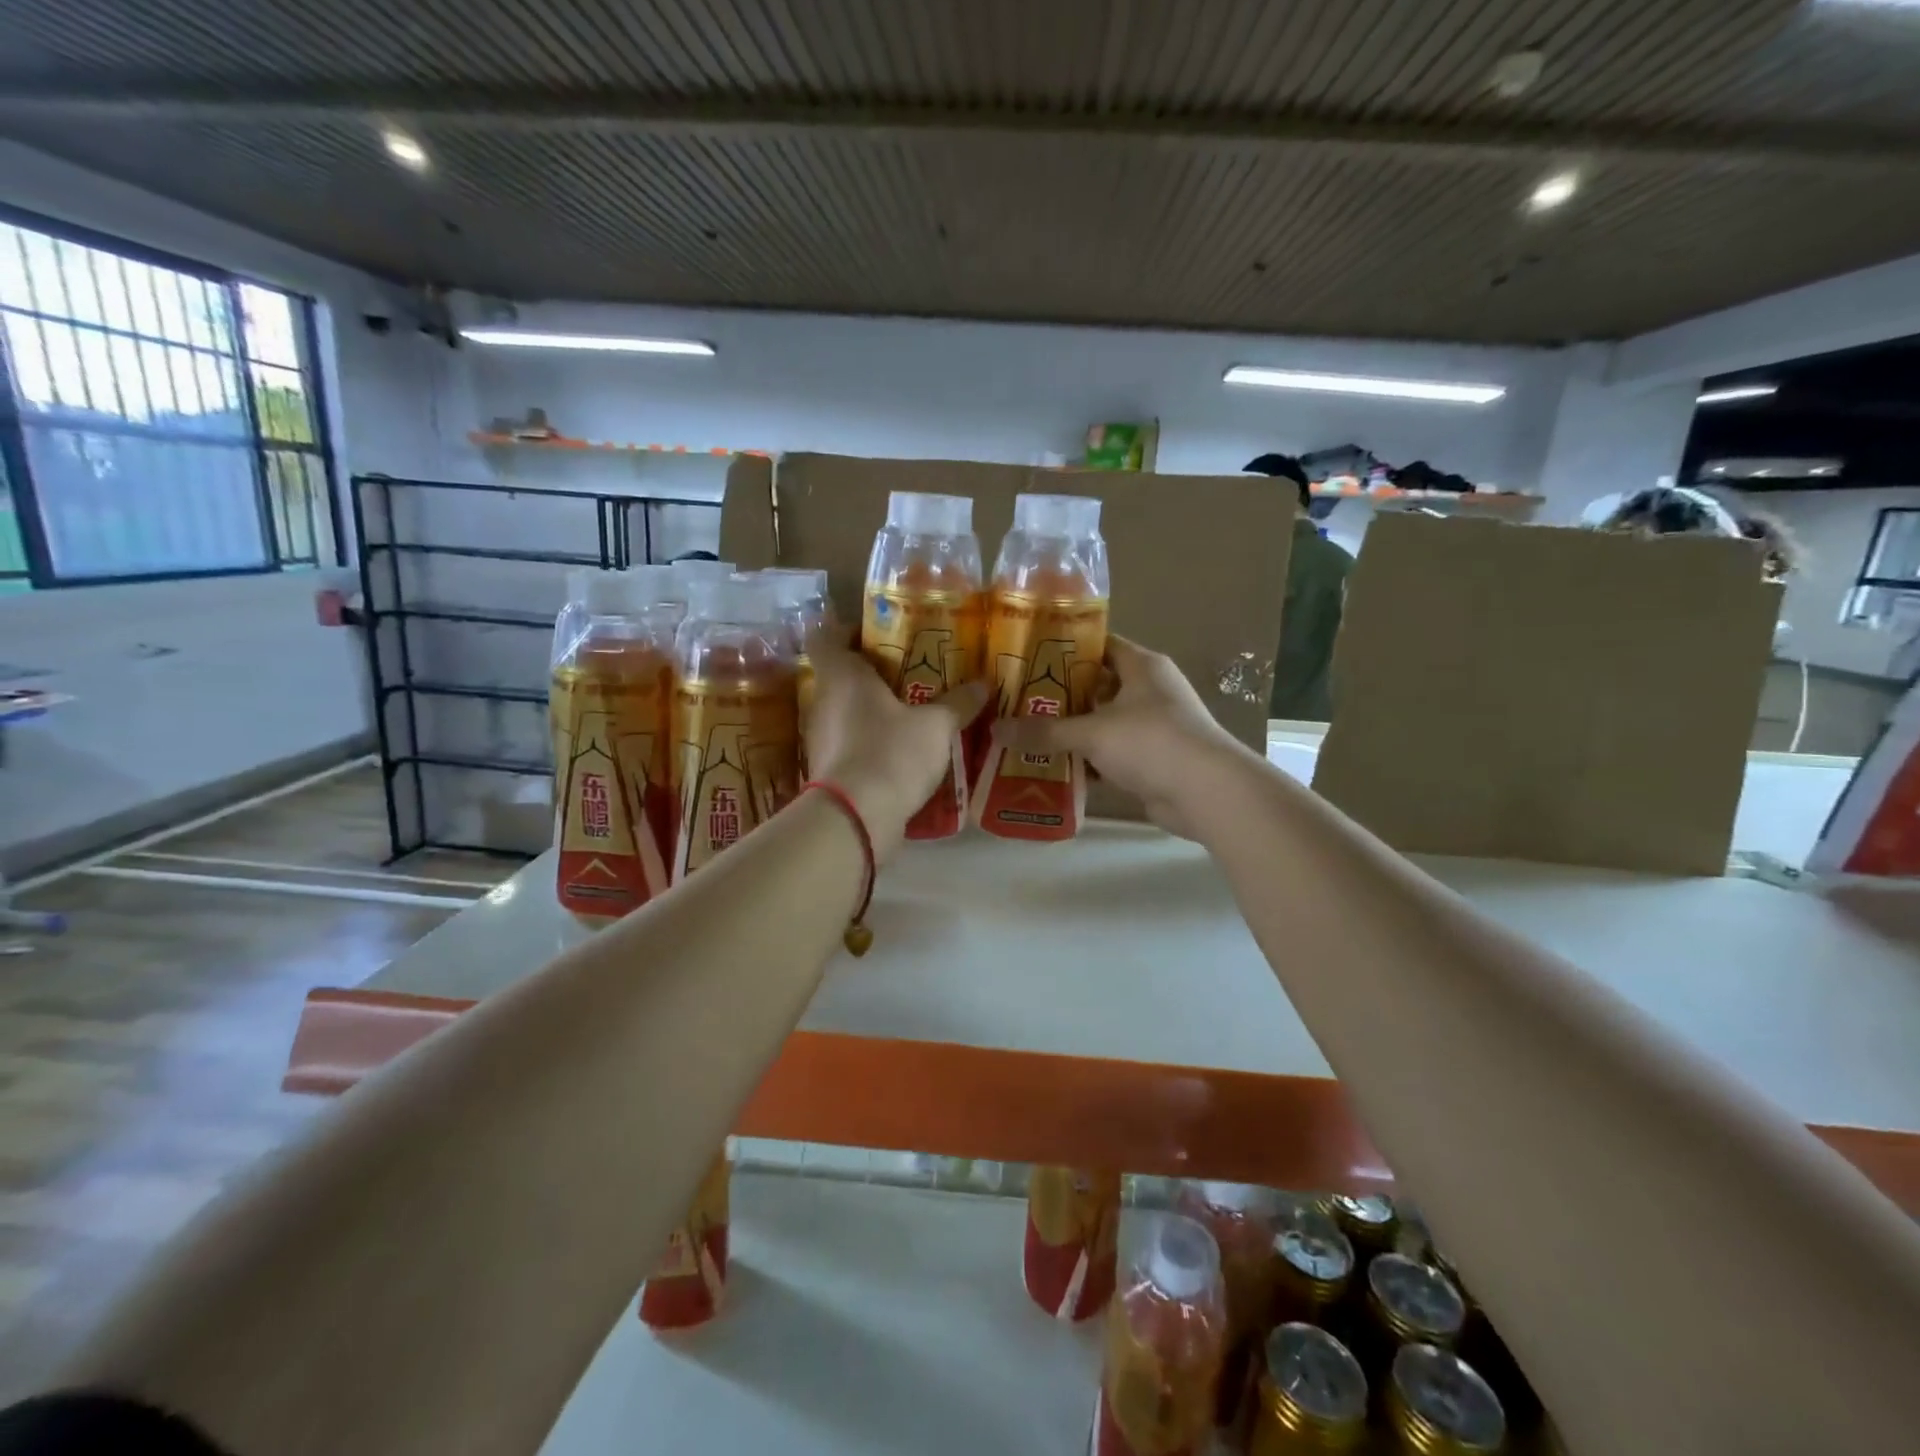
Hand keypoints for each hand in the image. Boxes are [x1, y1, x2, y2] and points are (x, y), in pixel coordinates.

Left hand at [804, 636, 988, 858]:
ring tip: (910, 712)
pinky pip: (850, 744)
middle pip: (839, 676)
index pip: (827, 636)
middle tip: (909, 673)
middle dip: (871, 674)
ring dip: (871, 711)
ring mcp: (821, 739)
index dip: (847, 630)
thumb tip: (984, 684)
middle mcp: (824, 702)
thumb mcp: (936, 726)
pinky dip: (870, 743)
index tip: (877, 635)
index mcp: (843, 676)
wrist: (855, 819)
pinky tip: (900, 752)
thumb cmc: (891, 754)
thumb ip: (958, 703)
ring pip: (845, 712)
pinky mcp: (827, 771)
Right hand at [998, 636, 1246, 838]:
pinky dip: (1085, 760)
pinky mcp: (1151, 759)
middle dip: (1058, 695)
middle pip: (1095, 685)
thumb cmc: (1151, 742)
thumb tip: (995, 729)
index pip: (1097, 645)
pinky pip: (1109, 752)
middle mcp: (1148, 689)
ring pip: (1101, 721)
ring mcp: (1151, 726)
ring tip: (1025, 732)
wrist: (1206, 792)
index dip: (1063, 649)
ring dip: (1070, 730)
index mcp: (1141, 666)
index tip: (1026, 658)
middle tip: (1016, 700)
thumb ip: (1043, 731)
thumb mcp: (1091, 732)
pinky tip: (1051, 767)